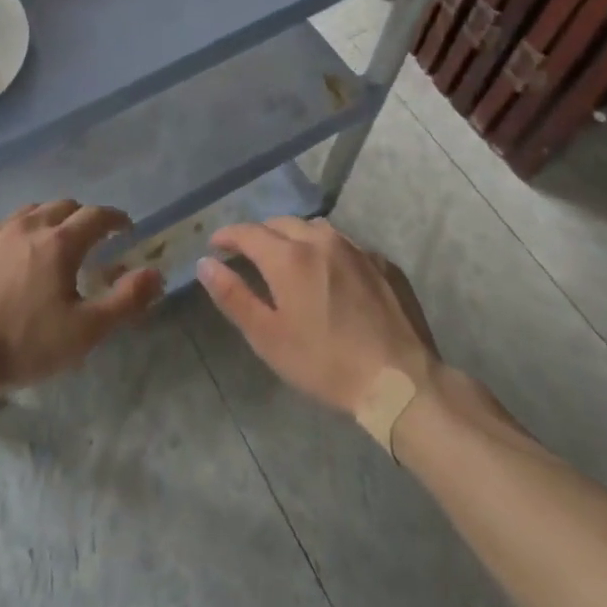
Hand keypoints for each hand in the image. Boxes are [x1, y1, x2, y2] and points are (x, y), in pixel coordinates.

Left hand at [0, 200, 162, 410]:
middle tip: (91, 239)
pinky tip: (9, 256)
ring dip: (48, 222)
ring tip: (51, 244)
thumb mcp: (85, 332)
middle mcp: (26, 226)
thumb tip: (156, 272)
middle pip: (62, 207)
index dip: (116, 219)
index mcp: (59, 242)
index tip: (126, 228)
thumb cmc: (23, 345)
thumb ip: (126, 300)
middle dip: (83, 218)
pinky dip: (13, 234)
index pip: (97, 216)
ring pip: (29, 213)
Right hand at [197, 217, 437, 417]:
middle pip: (281, 224)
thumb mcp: (268, 337)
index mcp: (289, 256)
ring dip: (295, 238)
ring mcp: (357, 248)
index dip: (227, 236)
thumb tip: (205, 263)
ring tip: (290, 260)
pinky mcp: (384, 263)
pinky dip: (329, 252)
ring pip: (315, 229)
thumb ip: (233, 295)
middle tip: (250, 256)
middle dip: (260, 235)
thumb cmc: (325, 362)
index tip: (215, 245)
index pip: (247, 232)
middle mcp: (321, 240)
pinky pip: (346, 245)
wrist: (401, 382)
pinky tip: (332, 276)